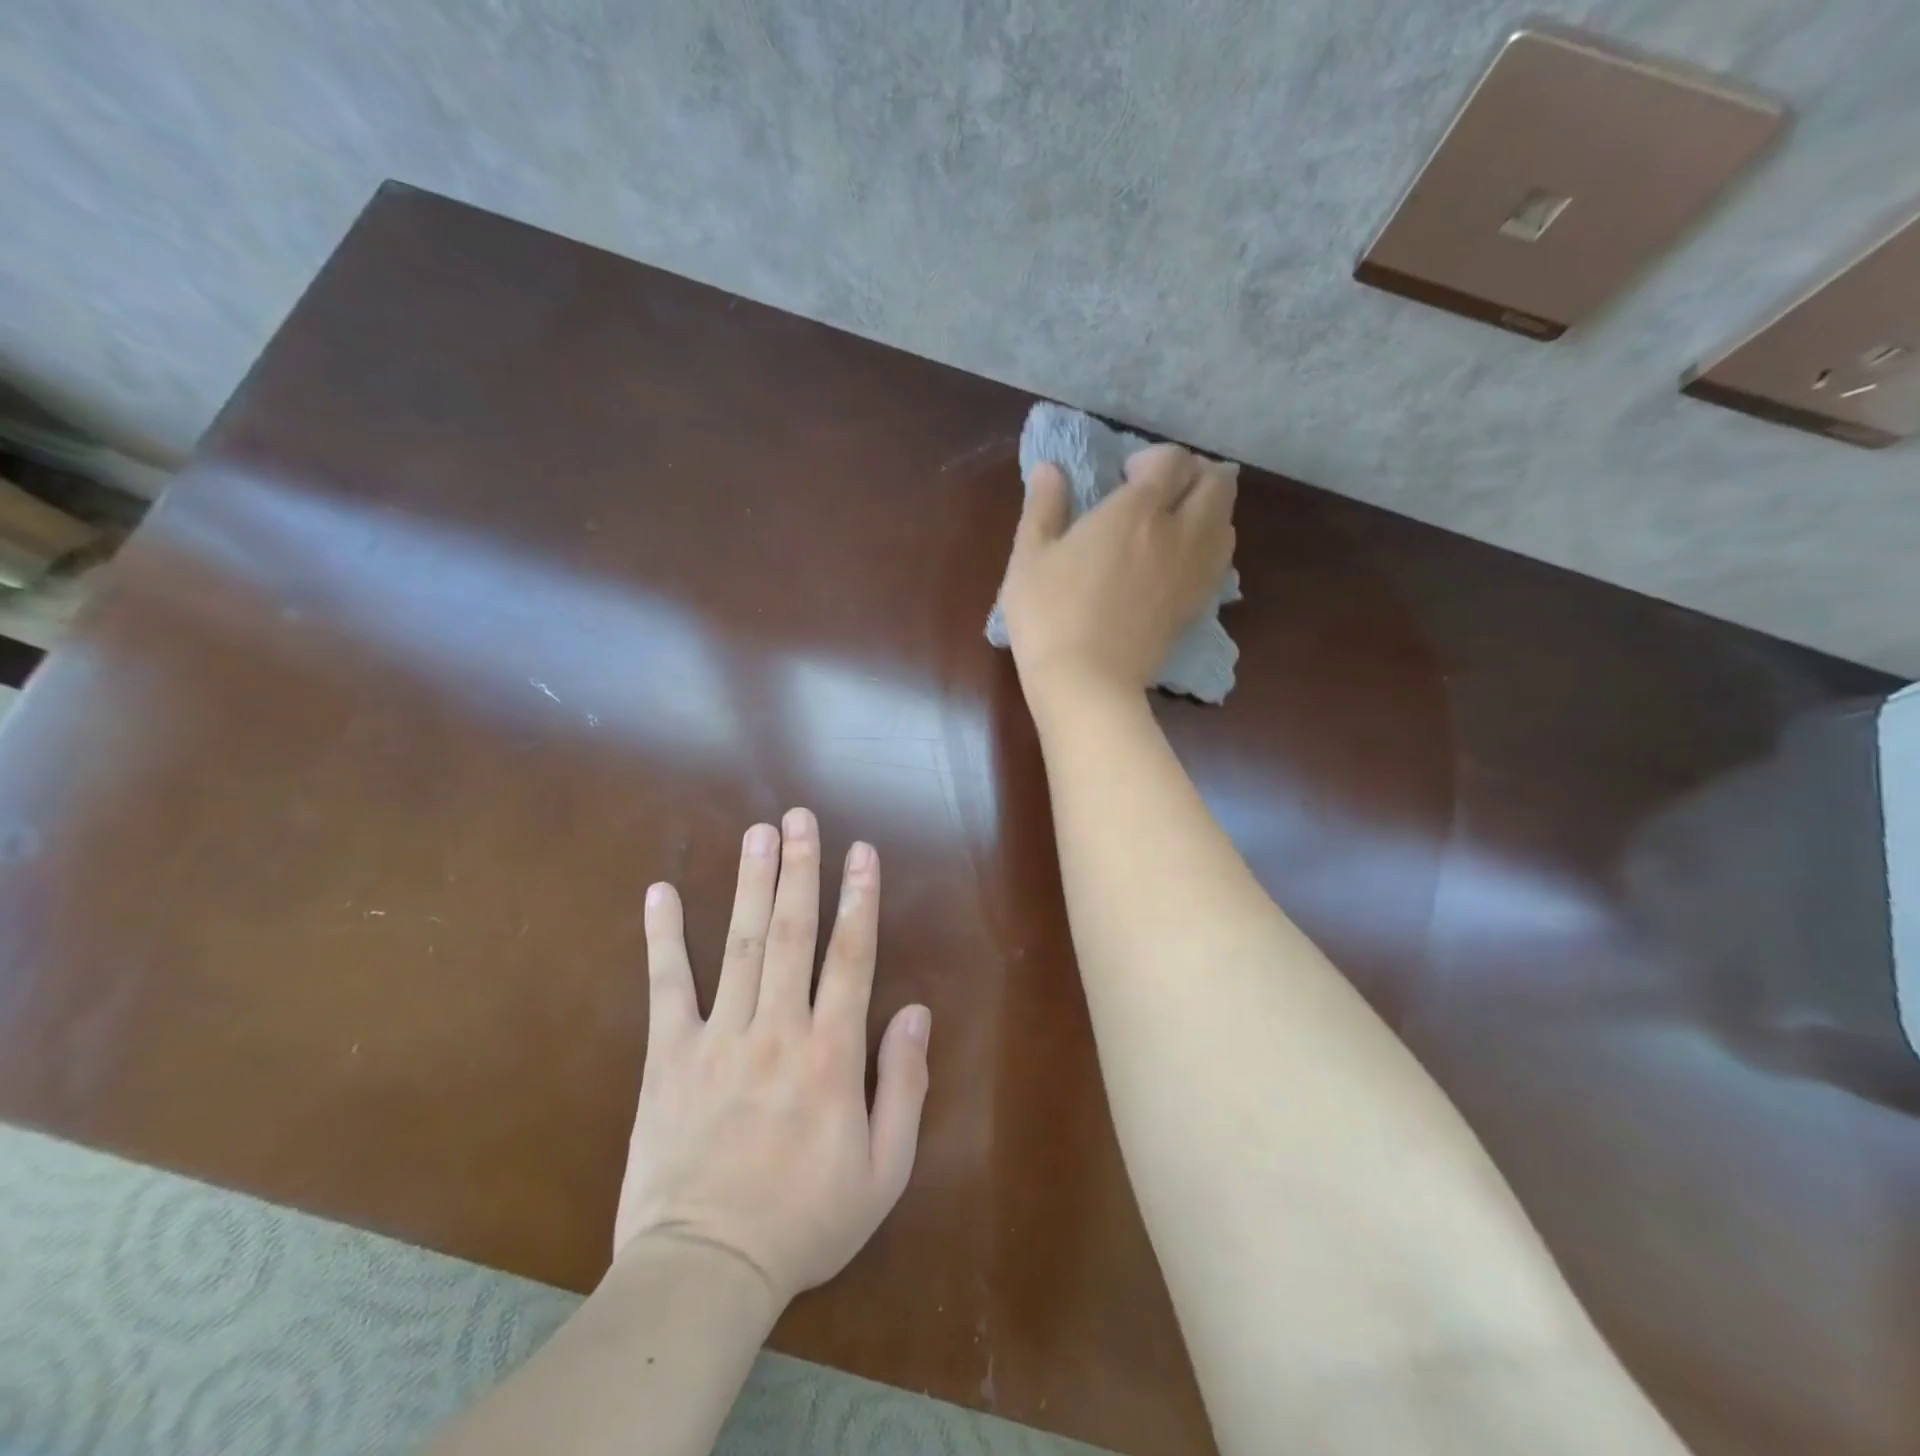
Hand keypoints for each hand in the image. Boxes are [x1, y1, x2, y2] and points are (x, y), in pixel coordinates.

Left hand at [615, 808, 931, 1308]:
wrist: (706, 1270)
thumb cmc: (805, 1221)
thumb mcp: (883, 1170)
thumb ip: (904, 1085)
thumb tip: (917, 1012)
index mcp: (831, 1054)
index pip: (851, 957)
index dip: (859, 899)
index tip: (861, 852)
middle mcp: (778, 1029)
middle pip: (792, 933)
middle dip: (800, 869)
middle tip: (800, 818)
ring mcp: (719, 1037)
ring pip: (739, 944)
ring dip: (750, 884)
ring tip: (757, 834)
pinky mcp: (669, 1056)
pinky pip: (666, 986)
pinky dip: (662, 937)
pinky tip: (659, 892)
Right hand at [1000, 443, 1235, 705]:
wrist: (1087, 683)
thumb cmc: (1050, 616)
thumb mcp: (1030, 558)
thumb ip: (1044, 507)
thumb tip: (1049, 469)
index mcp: (1136, 511)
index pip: (1173, 461)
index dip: (1155, 458)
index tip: (1126, 475)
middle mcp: (1178, 532)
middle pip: (1216, 484)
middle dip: (1194, 475)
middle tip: (1161, 491)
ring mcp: (1194, 571)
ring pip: (1227, 521)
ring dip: (1208, 509)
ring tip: (1176, 522)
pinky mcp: (1198, 604)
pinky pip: (1222, 560)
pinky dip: (1210, 546)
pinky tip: (1182, 559)